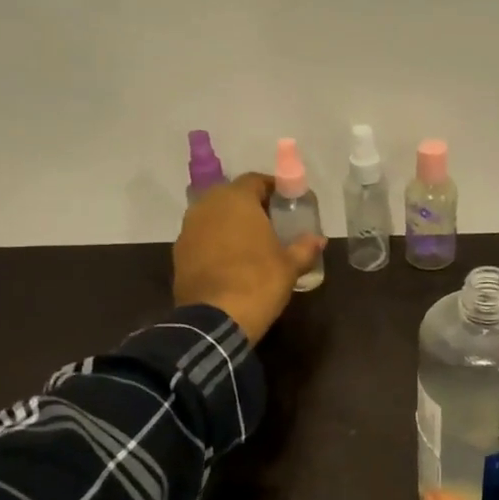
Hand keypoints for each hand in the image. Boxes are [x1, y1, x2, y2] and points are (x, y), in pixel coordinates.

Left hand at [173, 173, 324, 343]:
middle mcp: (207, 206)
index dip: (273, 189)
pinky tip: (232, 262)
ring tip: (252, 244)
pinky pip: (203, 238)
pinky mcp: (179, 253)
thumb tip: (319, 239)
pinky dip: (217, 243)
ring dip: (231, 225)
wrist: (215, 318)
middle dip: (251, 206)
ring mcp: (188, 229)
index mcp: (236, 200)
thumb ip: (304, 247)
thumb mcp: (290, 266)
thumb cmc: (258, 282)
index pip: (255, 180)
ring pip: (214, 217)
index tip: (288, 203)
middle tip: (272, 223)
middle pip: (232, 196)